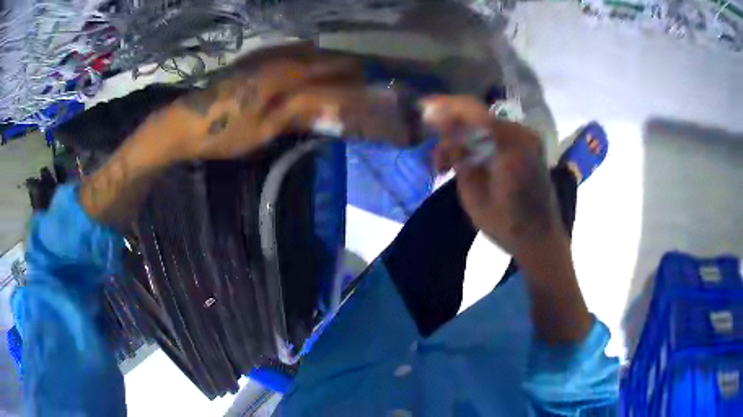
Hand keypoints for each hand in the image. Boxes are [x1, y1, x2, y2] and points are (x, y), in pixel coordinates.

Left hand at [156, 42, 365, 160]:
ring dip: (317, 57)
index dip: (343, 71)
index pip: (320, 69)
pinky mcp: (247, 64)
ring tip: (333, 68)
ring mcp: (257, 60)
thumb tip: (324, 106)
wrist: (184, 123)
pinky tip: (301, 63)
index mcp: (277, 79)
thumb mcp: (261, 131)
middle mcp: (271, 62)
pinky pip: (281, 54)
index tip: (363, 74)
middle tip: (353, 71)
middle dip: (334, 61)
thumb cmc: (222, 133)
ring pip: (296, 51)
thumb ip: (293, 113)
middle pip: (311, 55)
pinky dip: (298, 56)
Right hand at [423, 95, 563, 254]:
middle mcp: (520, 134)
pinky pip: (493, 136)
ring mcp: (524, 139)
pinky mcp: (524, 148)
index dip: (446, 107)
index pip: (473, 112)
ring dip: (459, 139)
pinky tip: (460, 162)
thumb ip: (460, 159)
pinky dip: (474, 145)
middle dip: (450, 126)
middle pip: (477, 115)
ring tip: (442, 164)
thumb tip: (444, 133)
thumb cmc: (508, 224)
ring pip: (483, 126)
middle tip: (430, 141)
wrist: (540, 239)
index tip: (423, 109)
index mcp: (511, 143)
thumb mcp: (474, 195)